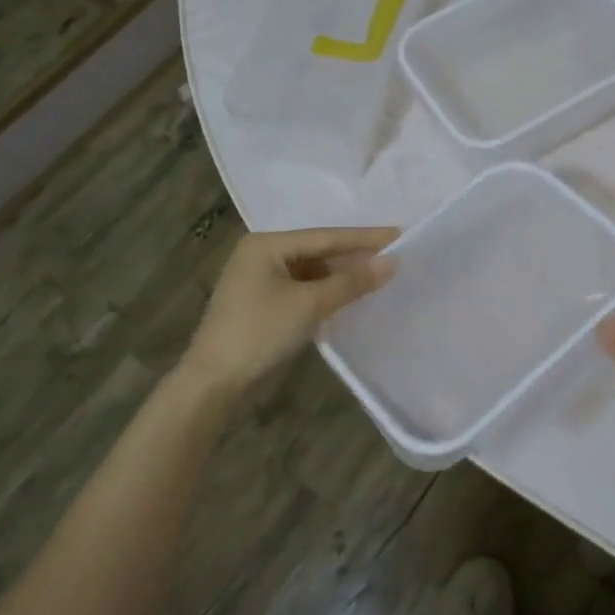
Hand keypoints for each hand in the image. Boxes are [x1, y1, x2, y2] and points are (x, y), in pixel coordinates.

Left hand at [182, 226, 398, 389]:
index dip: (365, 237)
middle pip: (319, 250)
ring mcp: (260, 279)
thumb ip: (351, 282)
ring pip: (312, 270)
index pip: (326, 236)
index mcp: (267, 244)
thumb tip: (392, 263)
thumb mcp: (310, 304)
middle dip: (356, 255)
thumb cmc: (260, 332)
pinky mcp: (264, 302)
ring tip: (381, 274)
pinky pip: (304, 287)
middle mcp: (262, 254)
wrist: (214, 381)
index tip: (400, 233)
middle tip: (396, 254)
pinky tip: (352, 294)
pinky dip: (328, 290)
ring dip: (343, 275)